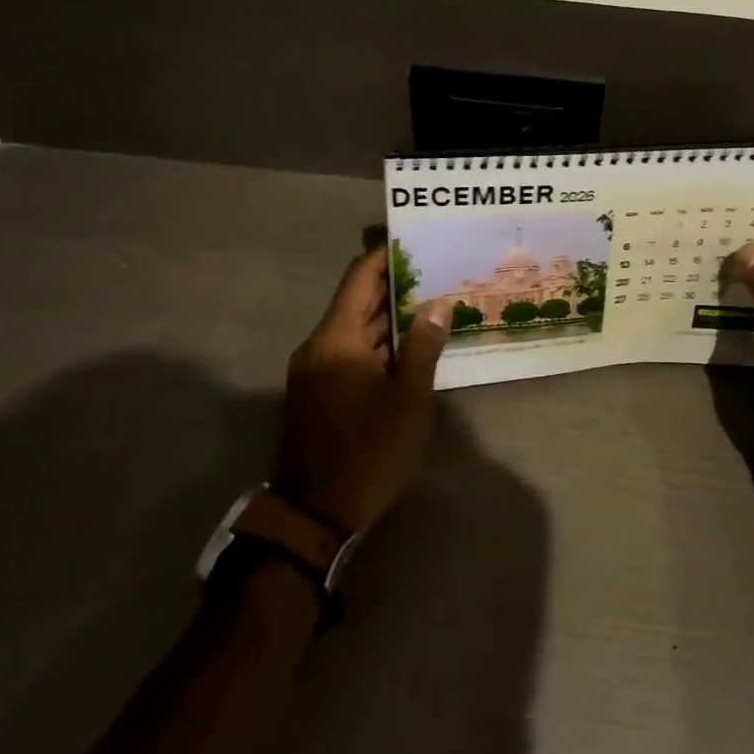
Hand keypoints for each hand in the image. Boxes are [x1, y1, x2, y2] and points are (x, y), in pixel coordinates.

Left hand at [271, 248, 450, 533]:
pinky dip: (380, 343)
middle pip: (358, 300)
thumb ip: (423, 346)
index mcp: (336, 338)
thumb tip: (437, 304)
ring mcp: (316, 370)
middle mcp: (320, 345)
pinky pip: (352, 351)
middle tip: (439, 272)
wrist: (313, 515)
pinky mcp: (320, 391)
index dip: (386, 255)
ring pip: (357, 328)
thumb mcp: (408, 399)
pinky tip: (412, 346)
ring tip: (433, 303)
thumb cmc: (367, 451)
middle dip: (397, 286)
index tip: (416, 239)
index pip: (360, 277)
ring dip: (391, 318)